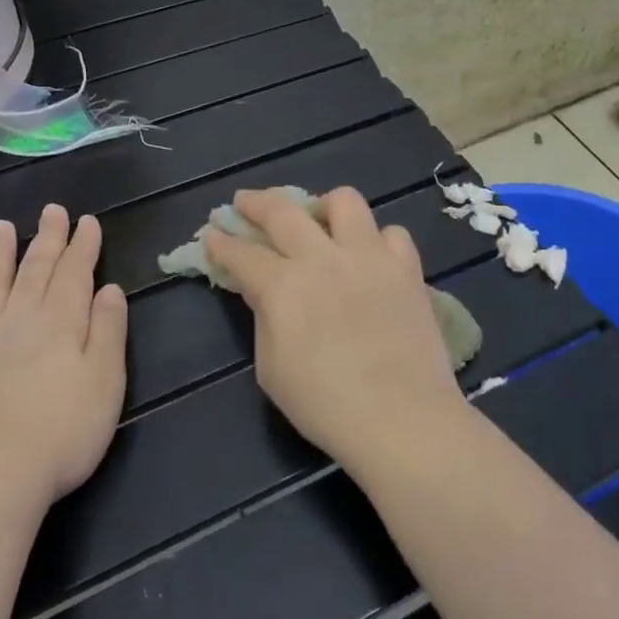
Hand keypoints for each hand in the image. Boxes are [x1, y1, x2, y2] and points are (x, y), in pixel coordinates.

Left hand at [0, 204, 127, 502]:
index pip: (76, 272)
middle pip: (36, 270)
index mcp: (62, 321)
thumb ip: (108, 330)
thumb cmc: (62, 430)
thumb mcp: (106, 380)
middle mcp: (20, 319)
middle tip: (52, 210)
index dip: (83, 245)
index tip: (87, 221)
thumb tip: (108, 289)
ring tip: (2, 227)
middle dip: (48, 238)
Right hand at [203, 187, 466, 469]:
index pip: (242, 253)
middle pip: (283, 210)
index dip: (221, 242)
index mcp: (284, 286)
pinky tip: (370, 257)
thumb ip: (263, 319)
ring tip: (319, 221)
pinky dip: (377, 240)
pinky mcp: (406, 267)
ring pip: (345, 201)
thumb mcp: (272, 369)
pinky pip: (392, 233)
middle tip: (245, 202)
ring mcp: (370, 256)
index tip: (211, 233)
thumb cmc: (326, 406)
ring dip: (323, 206)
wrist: (402, 418)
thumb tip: (261, 289)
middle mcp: (324, 258)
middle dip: (256, 202)